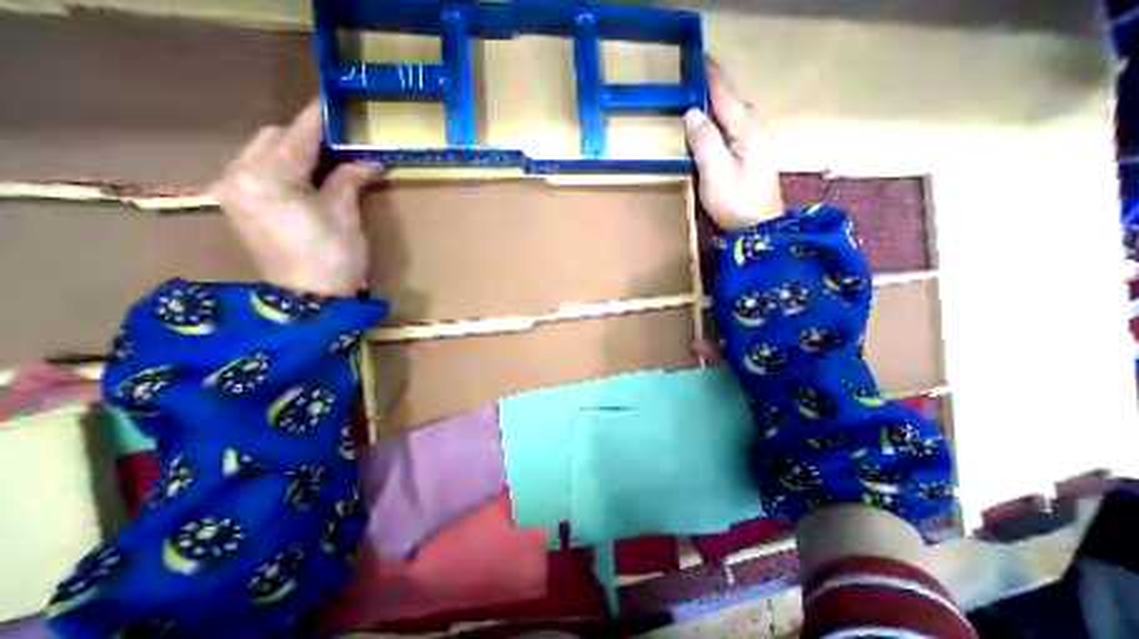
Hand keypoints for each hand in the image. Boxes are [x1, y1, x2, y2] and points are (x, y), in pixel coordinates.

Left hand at [213, 99, 386, 297]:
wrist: (309, 300)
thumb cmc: (334, 259)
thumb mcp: (346, 216)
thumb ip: (350, 179)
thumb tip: (371, 161)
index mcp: (267, 179)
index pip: (295, 137)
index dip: (317, 121)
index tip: (333, 104)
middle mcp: (238, 176)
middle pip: (272, 138)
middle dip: (306, 136)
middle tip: (342, 144)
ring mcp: (232, 190)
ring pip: (263, 151)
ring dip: (295, 151)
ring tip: (329, 161)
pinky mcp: (237, 204)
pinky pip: (258, 169)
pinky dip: (284, 166)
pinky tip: (309, 177)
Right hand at [680, 59, 789, 232]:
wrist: (758, 227)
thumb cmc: (736, 202)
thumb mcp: (716, 172)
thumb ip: (705, 141)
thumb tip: (692, 112)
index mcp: (748, 129)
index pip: (726, 95)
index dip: (710, 76)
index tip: (696, 57)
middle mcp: (757, 129)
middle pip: (732, 102)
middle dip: (713, 90)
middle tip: (689, 84)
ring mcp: (758, 142)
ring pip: (735, 115)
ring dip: (717, 106)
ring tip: (697, 103)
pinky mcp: (754, 155)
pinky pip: (735, 128)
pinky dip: (722, 122)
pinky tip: (712, 130)